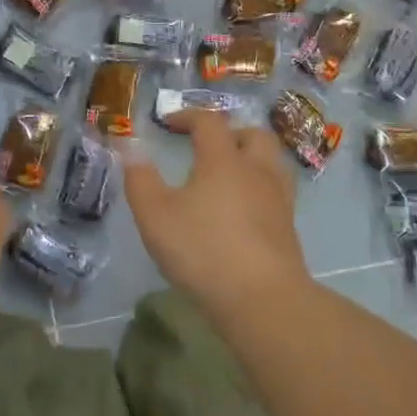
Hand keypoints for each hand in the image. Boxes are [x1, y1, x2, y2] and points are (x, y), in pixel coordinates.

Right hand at [125, 113, 310, 319]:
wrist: (262, 299)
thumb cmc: (203, 250)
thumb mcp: (155, 215)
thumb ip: (140, 178)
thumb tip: (128, 146)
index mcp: (223, 160)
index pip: (209, 122)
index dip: (188, 116)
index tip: (167, 122)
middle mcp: (256, 171)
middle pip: (253, 134)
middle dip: (230, 132)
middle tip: (207, 146)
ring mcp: (278, 199)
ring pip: (272, 162)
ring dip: (251, 157)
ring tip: (229, 174)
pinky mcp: (288, 228)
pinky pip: (277, 192)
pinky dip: (259, 188)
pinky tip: (243, 209)